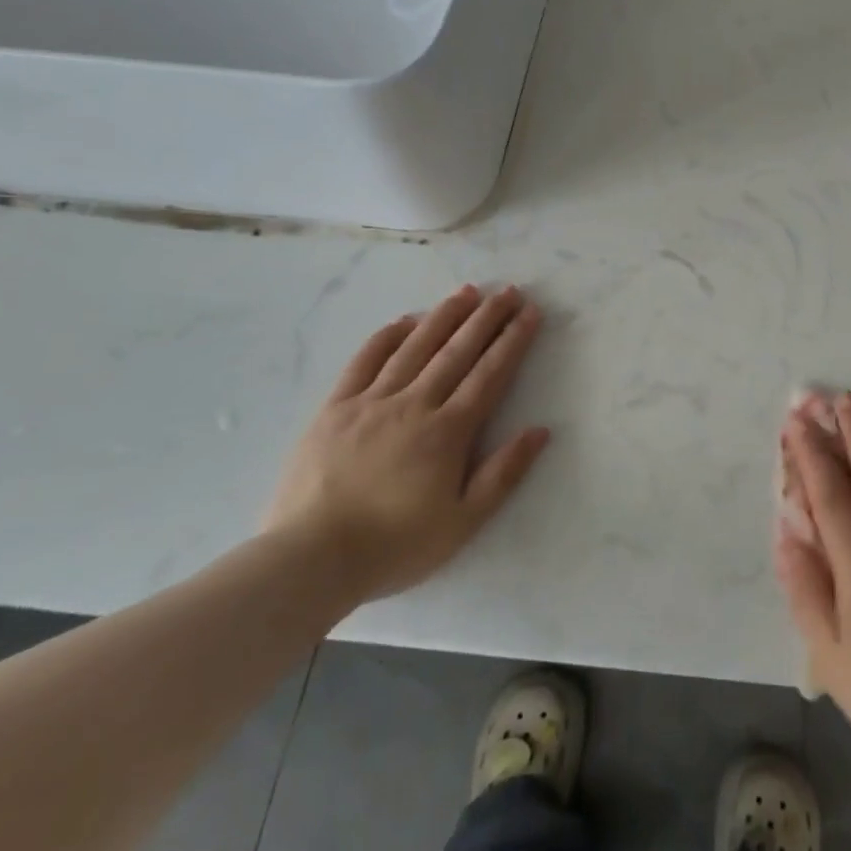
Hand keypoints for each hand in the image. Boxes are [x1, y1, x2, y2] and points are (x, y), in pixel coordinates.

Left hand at [264, 284, 549, 608]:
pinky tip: (404, 321)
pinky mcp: (335, 408)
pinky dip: (387, 337)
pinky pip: (364, 361)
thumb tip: (540, 430)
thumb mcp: (464, 521)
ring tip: (466, 292)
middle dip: (487, 318)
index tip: (530, 312)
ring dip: (444, 316)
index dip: (513, 340)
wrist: (310, 559)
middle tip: (507, 290)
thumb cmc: (394, 545)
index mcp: (448, 431)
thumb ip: (504, 473)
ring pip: (415, 347)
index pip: (490, 374)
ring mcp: (371, 402)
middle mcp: (414, 404)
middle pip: (457, 351)